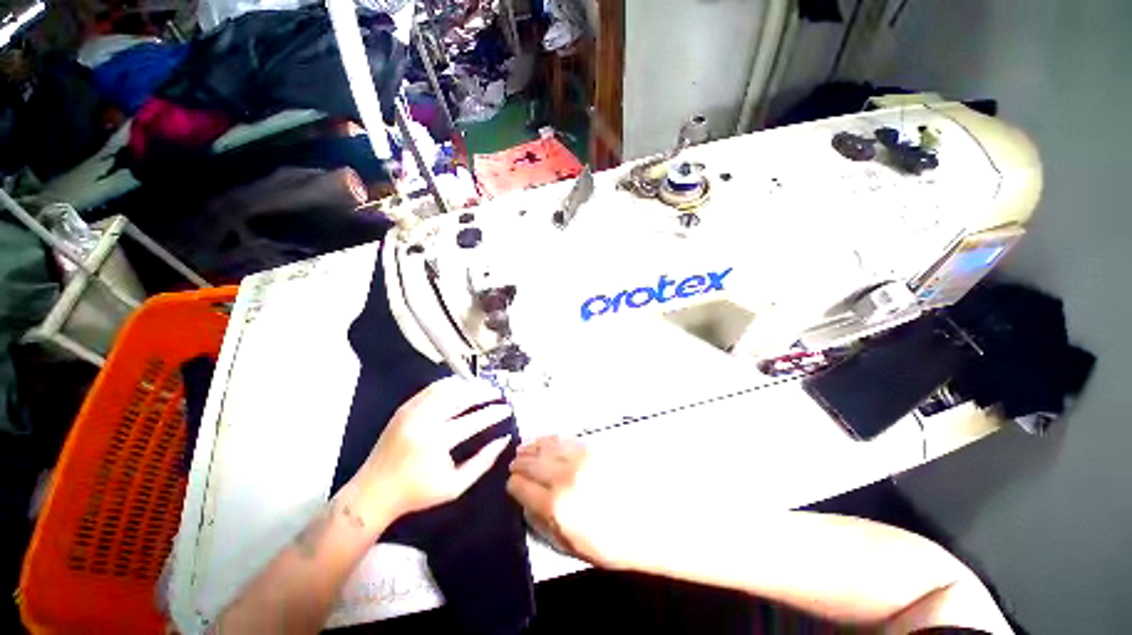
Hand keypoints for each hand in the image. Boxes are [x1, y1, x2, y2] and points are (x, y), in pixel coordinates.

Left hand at [354, 377, 511, 522]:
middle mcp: (424, 420)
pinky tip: (460, 387)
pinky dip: (449, 385)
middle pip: (461, 397)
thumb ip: (483, 462)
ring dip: (468, 385)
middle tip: (497, 393)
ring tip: (482, 388)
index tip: (507, 409)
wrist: (373, 493)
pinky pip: (431, 389)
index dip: (493, 413)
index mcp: (436, 441)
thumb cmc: (417, 493)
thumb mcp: (455, 486)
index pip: (474, 420)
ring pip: (446, 388)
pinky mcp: (404, 408)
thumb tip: (504, 440)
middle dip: (483, 392)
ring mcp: (411, 411)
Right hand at [507, 436, 646, 568]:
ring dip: (531, 447)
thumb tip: (526, 503)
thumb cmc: (613, 543)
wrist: (652, 519)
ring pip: (546, 446)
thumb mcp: (572, 546)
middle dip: (518, 464)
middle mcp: (564, 477)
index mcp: (556, 506)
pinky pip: (564, 439)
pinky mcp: (592, 447)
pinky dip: (549, 439)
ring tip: (523, 449)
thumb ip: (544, 523)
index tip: (511, 485)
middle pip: (531, 463)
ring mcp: (579, 458)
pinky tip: (544, 440)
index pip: (521, 487)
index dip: (512, 485)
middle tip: (513, 465)